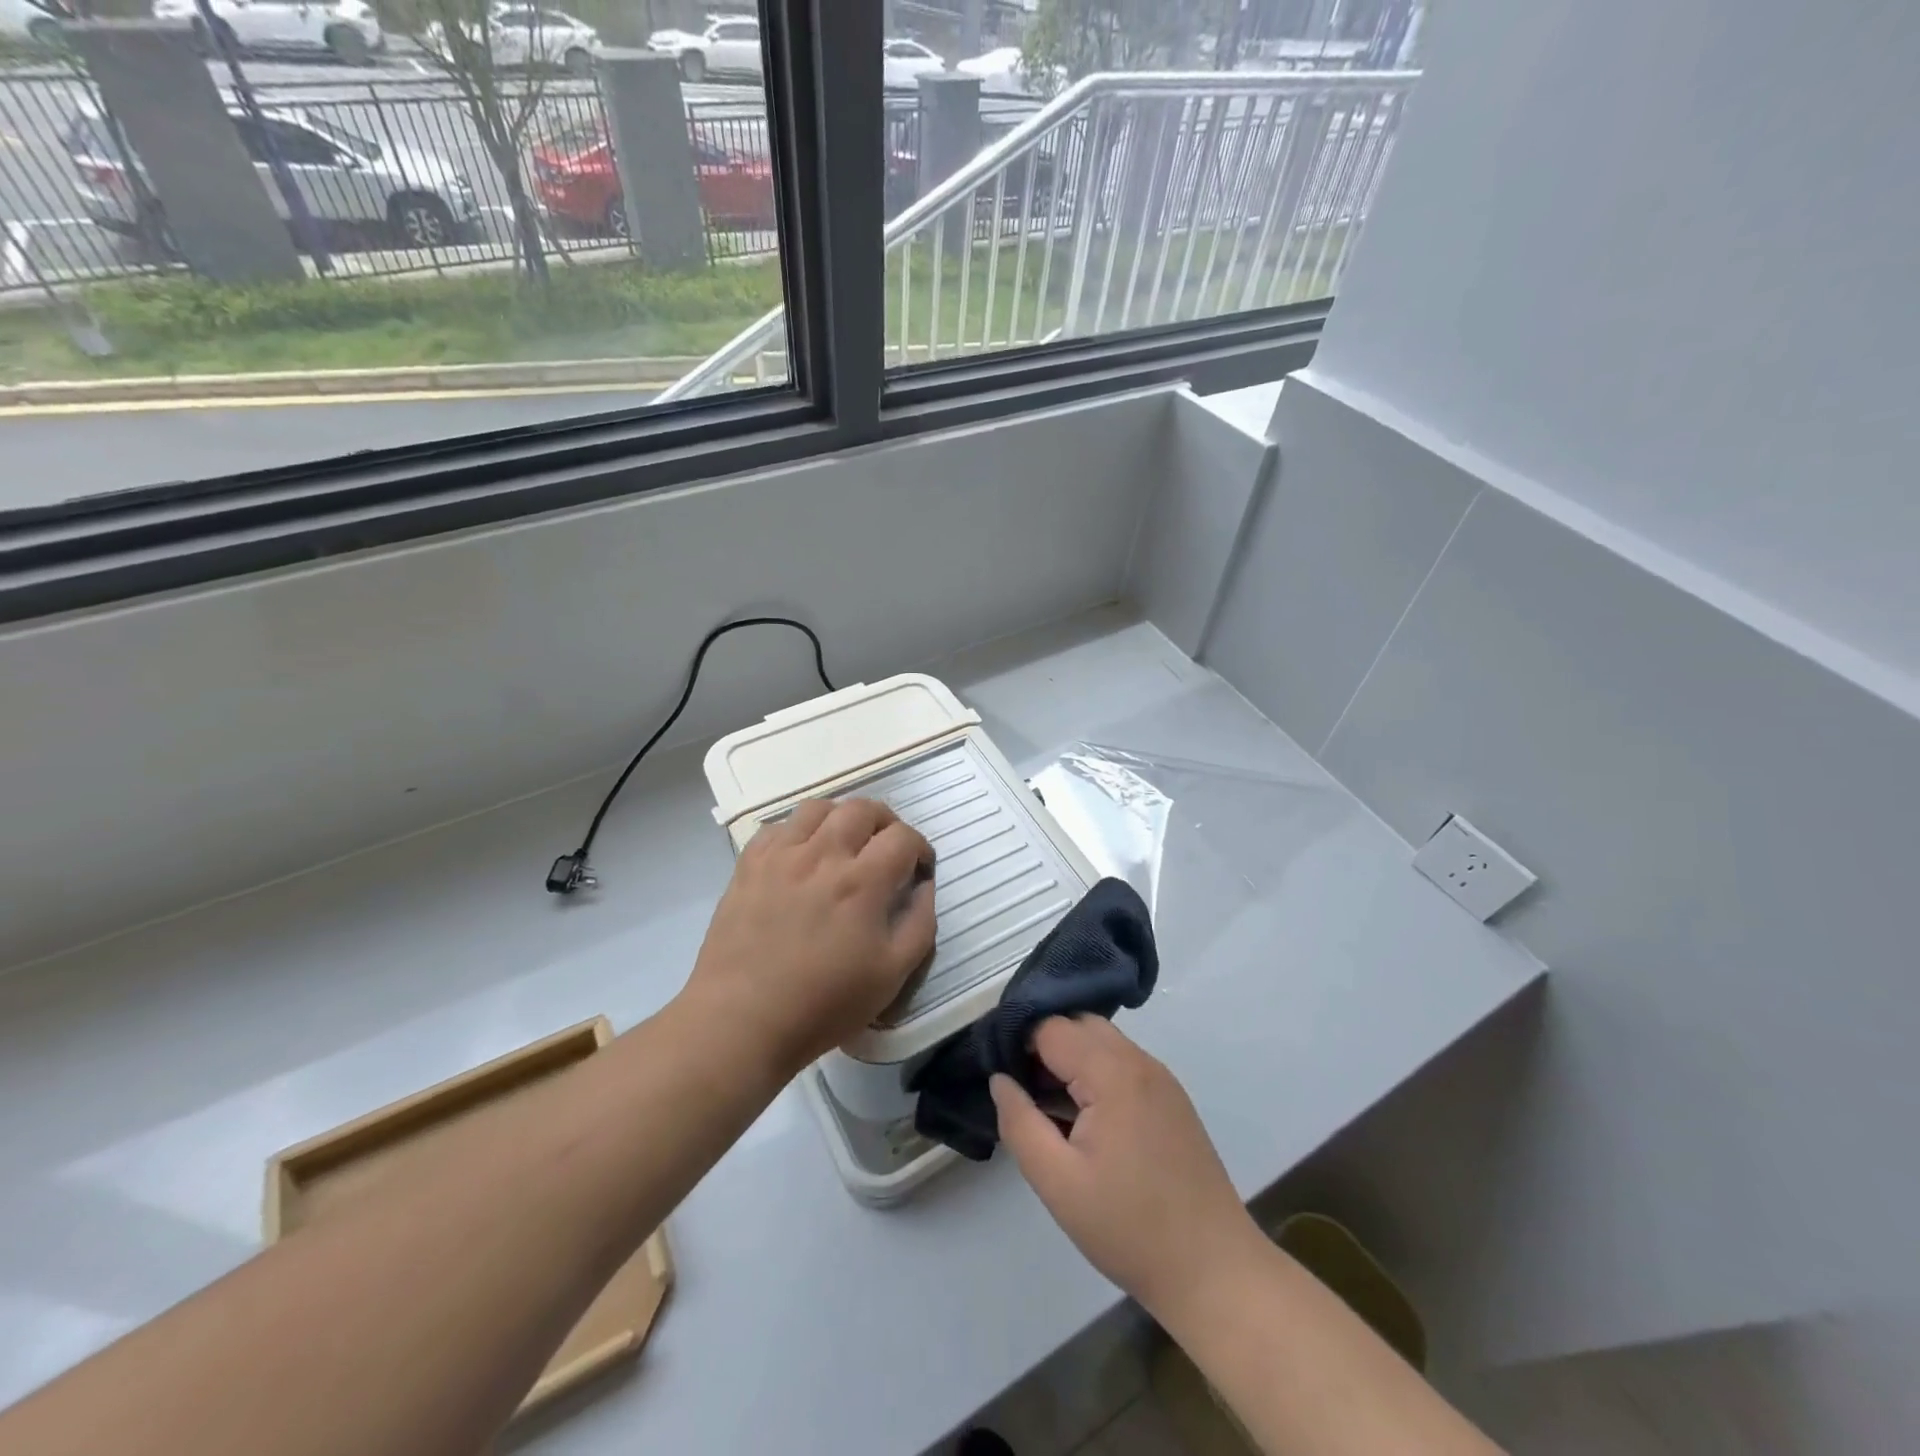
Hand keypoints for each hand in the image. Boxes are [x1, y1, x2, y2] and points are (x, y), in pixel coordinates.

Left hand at [683, 797, 935, 1072]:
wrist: (741, 1020)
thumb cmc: (823, 1003)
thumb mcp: (891, 975)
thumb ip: (920, 924)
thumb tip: (924, 886)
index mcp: (862, 882)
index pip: (902, 837)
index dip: (920, 847)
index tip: (920, 868)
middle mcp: (822, 855)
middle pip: (862, 809)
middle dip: (886, 822)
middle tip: (888, 847)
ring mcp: (781, 856)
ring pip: (818, 808)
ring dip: (841, 818)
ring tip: (845, 843)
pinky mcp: (749, 865)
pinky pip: (777, 827)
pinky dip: (798, 832)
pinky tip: (801, 856)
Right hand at [991, 1016, 1263, 1321]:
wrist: (1214, 1271)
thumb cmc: (1129, 1227)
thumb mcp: (1057, 1182)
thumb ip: (1020, 1123)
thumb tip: (1000, 1078)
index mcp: (1113, 1072)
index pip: (1051, 1027)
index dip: (1018, 1043)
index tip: (998, 1072)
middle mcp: (1140, 1061)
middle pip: (1079, 1025)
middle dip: (1043, 1045)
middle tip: (1020, 1088)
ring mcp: (1161, 1079)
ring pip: (1102, 1043)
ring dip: (1070, 1059)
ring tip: (1047, 1106)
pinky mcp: (1171, 1100)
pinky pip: (1122, 1064)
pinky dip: (1095, 1074)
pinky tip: (1083, 1119)